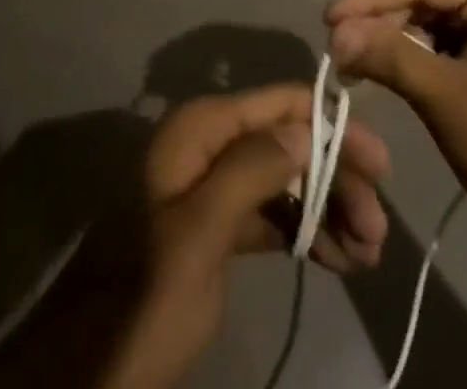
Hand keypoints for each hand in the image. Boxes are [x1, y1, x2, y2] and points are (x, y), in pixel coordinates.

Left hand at [103, 84, 389, 388]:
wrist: (85, 371)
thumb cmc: (143, 297)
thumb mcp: (200, 234)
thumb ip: (252, 170)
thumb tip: (307, 128)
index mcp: (201, 128)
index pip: (282, 105)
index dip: (334, 128)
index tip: (381, 167)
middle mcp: (210, 144)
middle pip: (289, 145)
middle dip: (336, 182)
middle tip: (377, 232)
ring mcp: (213, 185)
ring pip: (286, 182)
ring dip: (328, 211)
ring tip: (368, 253)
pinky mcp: (216, 227)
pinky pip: (271, 216)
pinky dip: (305, 233)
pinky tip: (338, 259)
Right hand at [326, 0, 466, 254]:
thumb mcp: (448, 100)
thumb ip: (392, 57)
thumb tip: (336, 32)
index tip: (328, 16)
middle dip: (377, 13)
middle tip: (334, 37)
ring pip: (424, 13)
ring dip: (387, 30)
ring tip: (347, 51)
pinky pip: (435, 36)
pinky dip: (405, 48)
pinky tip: (376, 61)